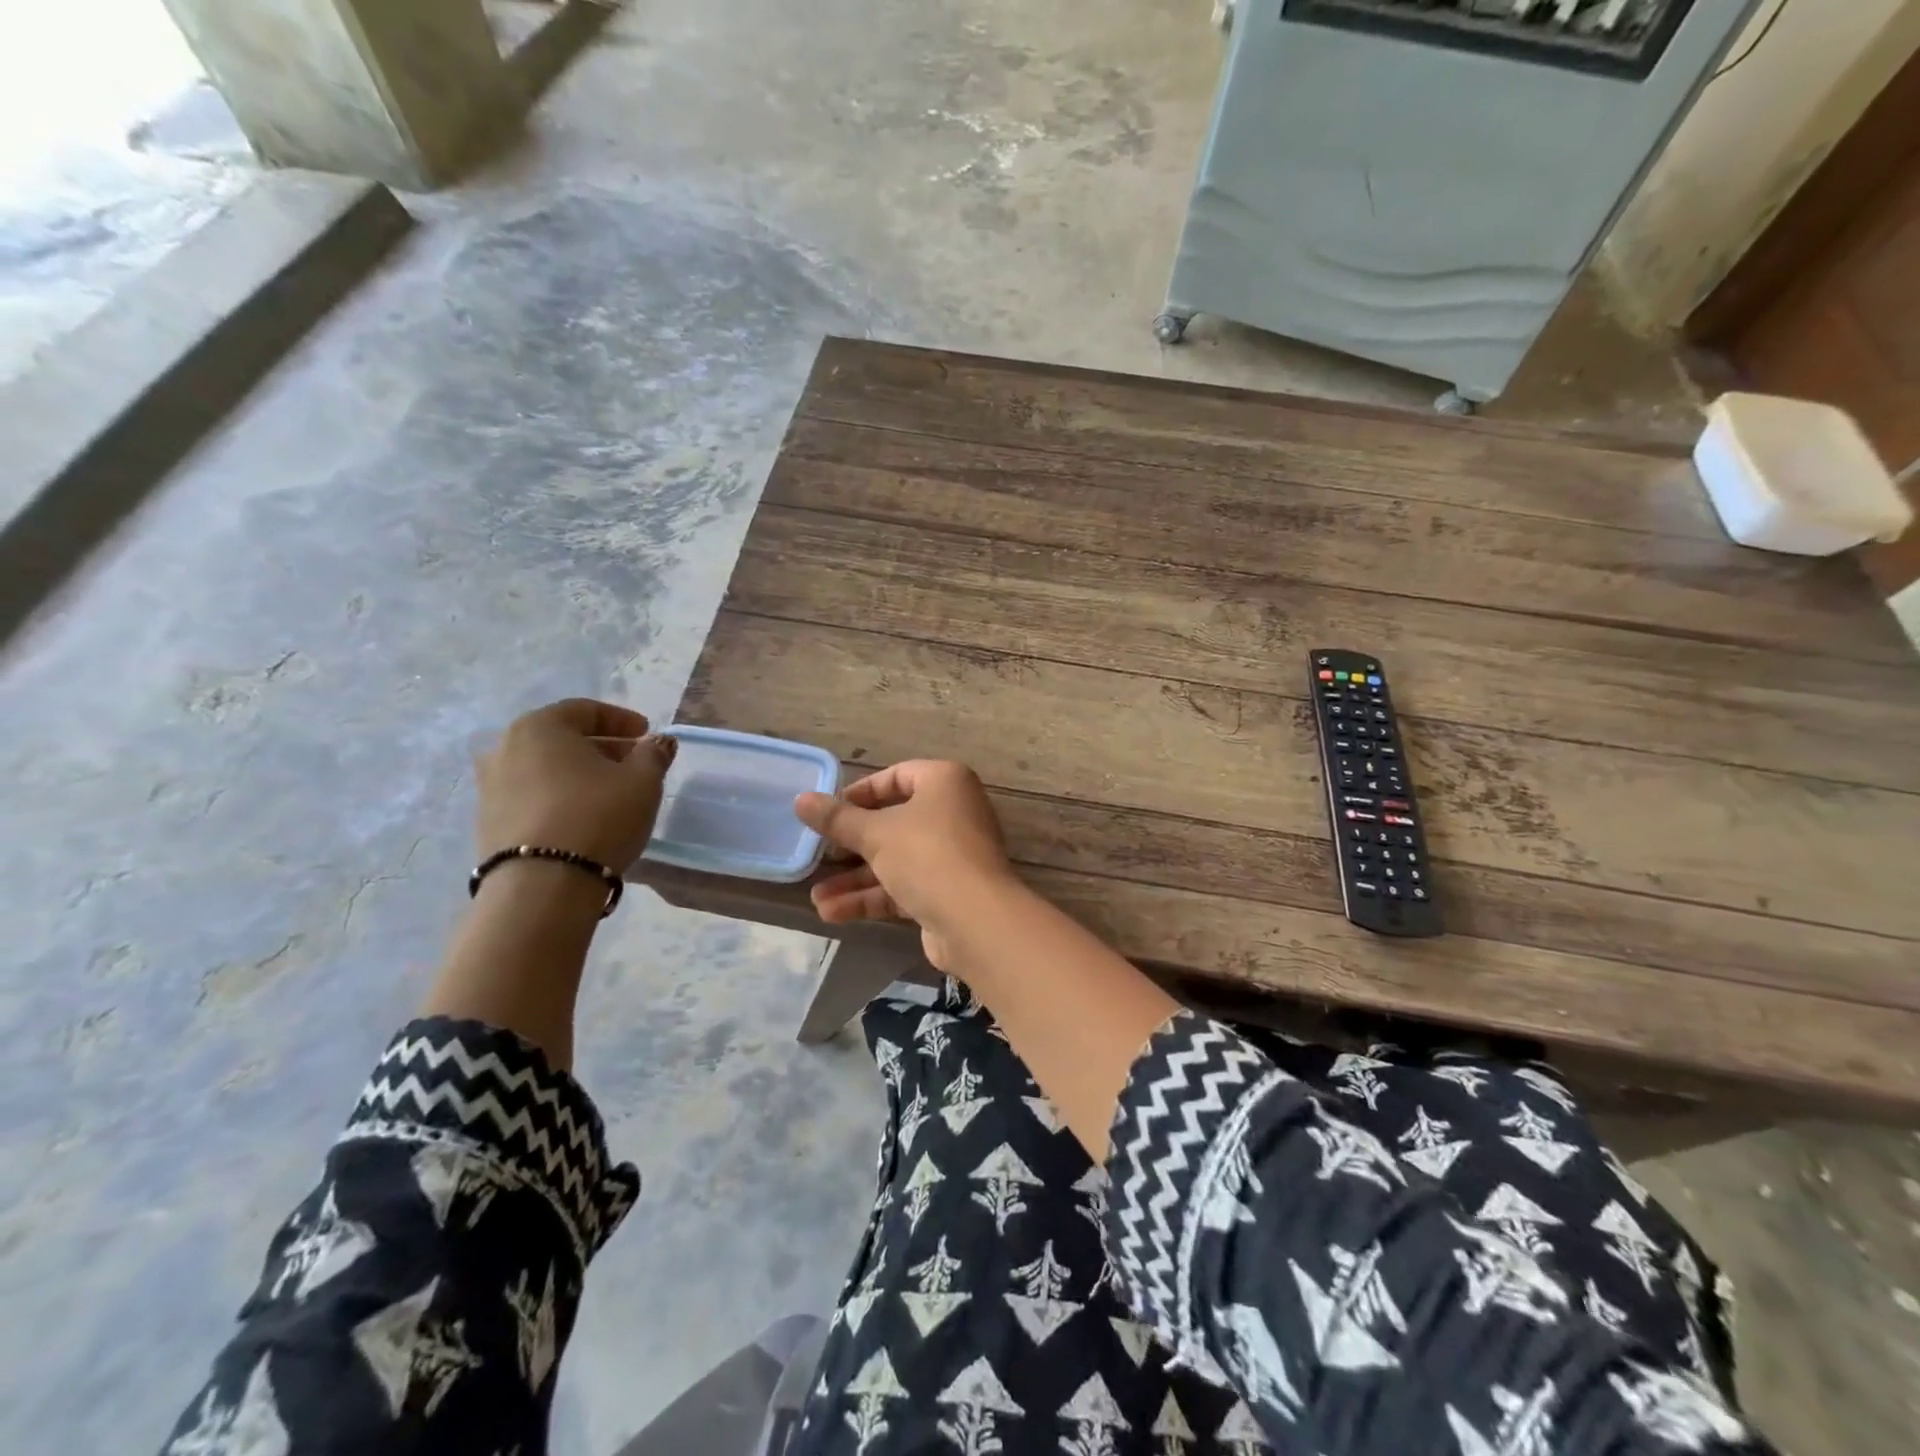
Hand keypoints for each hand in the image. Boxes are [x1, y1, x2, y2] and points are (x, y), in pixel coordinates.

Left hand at [475, 698, 676, 871]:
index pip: (585, 710)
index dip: (622, 720)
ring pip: (545, 768)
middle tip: (633, 762)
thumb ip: (653, 754)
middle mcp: (505, 748)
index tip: (647, 734)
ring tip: (610, 792)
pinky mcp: (489, 821)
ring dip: (578, 773)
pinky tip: (583, 815)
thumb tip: (658, 742)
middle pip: (562, 738)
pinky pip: (532, 795)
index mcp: (540, 726)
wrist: (542, 885)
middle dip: (601, 746)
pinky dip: (559, 796)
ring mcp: (490, 786)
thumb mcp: (642, 781)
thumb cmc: (598, 816)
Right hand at [794, 760, 1017, 966]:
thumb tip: (801, 800)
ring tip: (816, 897)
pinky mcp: (947, 892)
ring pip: (895, 859)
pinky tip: (833, 913)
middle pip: (893, 821)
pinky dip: (872, 897)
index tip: (829, 811)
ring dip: (856, 879)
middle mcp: (953, 813)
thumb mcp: (875, 833)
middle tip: (819, 855)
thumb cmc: (926, 855)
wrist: (976, 921)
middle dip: (852, 844)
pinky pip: (904, 886)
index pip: (897, 776)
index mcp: (944, 782)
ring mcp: (952, 855)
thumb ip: (837, 819)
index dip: (860, 793)